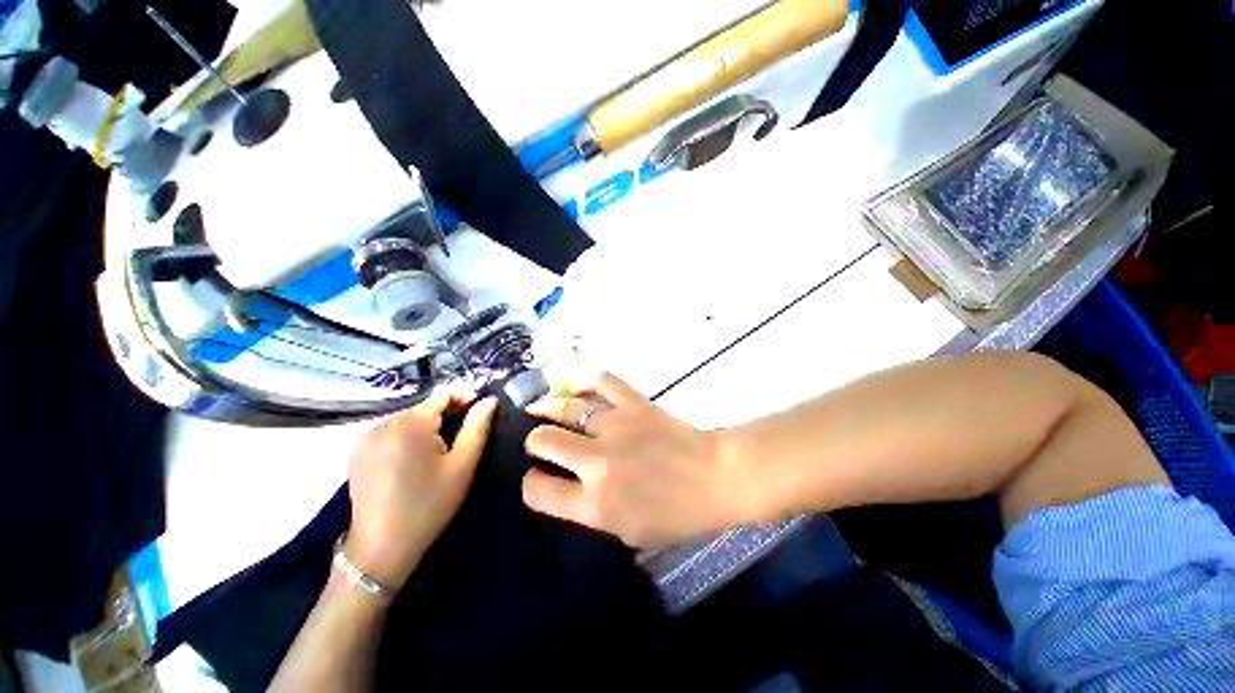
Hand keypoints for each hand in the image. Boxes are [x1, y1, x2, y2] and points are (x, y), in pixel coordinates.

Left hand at [345, 390, 497, 588]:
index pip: (442, 394)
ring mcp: (365, 438)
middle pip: (423, 407)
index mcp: (409, 424)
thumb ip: (477, 427)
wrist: (381, 549)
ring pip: (407, 419)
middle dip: (445, 416)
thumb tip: (489, 400)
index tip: (478, 413)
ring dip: (426, 428)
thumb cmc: (428, 505)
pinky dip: (406, 438)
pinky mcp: (356, 452)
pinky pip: (390, 432)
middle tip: (459, 441)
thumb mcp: (462, 465)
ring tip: (437, 453)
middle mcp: (382, 424)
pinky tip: (413, 461)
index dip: (464, 398)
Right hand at [522, 373, 746, 547]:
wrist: (716, 477)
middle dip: (534, 442)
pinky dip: (584, 381)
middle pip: (543, 441)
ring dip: (547, 410)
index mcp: (595, 503)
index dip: (532, 484)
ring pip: (565, 409)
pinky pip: (601, 382)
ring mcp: (615, 427)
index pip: (539, 491)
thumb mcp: (630, 532)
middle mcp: (597, 462)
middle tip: (540, 442)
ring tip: (540, 409)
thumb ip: (593, 512)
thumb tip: (570, 489)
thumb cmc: (678, 514)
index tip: (538, 478)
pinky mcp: (633, 403)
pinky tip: (576, 386)